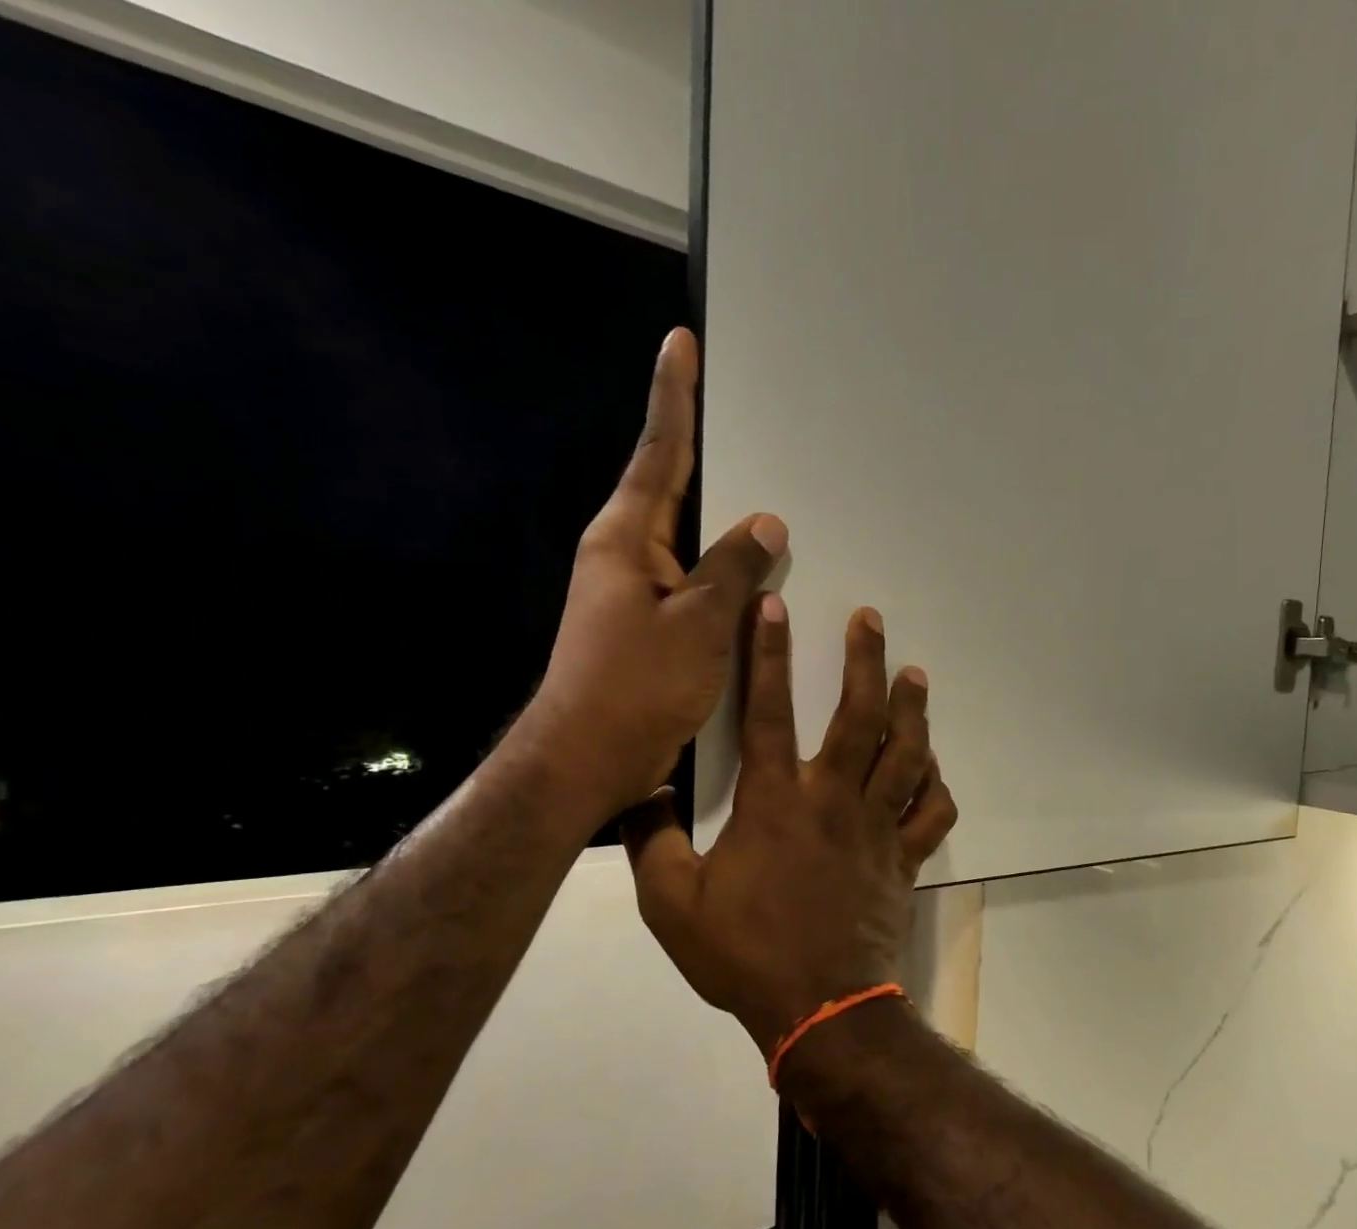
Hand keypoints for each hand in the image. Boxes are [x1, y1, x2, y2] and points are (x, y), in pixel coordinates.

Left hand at [516, 327, 786, 821]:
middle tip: (743, 416)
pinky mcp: (652, 627)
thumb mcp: (696, 624)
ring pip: (691, 543)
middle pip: (673, 491)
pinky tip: (759, 579)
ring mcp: (637, 593)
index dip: (674, 398)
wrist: (587, 758)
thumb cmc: (635, 686)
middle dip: (707, 453)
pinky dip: (726, 574)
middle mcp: (626, 556)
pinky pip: (697, 584)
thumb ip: (734, 569)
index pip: (659, 454)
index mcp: (626, 539)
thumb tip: (768, 523)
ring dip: (724, 524)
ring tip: (769, 500)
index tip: (680, 343)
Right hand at [621, 599, 958, 1058]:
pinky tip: (931, 769)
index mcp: (775, 802)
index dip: (768, 654)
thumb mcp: (670, 905)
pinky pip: (932, 812)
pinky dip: (936, 786)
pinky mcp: (904, 858)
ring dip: (912, 709)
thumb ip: (650, 842)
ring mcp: (877, 827)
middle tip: (871, 619)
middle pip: (858, 716)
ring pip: (906, 753)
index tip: (775, 605)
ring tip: (915, 674)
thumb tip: (638, 792)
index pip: (768, 710)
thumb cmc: (746, 954)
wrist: (821, 1009)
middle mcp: (833, 799)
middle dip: (865, 660)